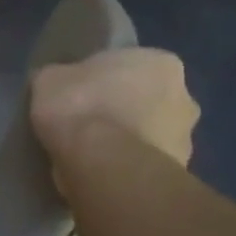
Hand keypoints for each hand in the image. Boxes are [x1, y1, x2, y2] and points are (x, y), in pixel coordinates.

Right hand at [30, 49, 199, 192]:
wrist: (103, 164)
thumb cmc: (80, 106)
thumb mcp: (49, 78)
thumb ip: (61, 77)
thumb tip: (58, 83)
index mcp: (160, 62)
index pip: (129, 65)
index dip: (101, 78)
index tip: (79, 92)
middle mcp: (185, 96)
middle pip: (144, 98)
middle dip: (121, 108)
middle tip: (85, 121)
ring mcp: (187, 138)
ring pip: (148, 133)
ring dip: (126, 140)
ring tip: (90, 153)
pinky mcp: (178, 173)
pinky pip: (143, 162)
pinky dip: (126, 165)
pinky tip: (100, 171)